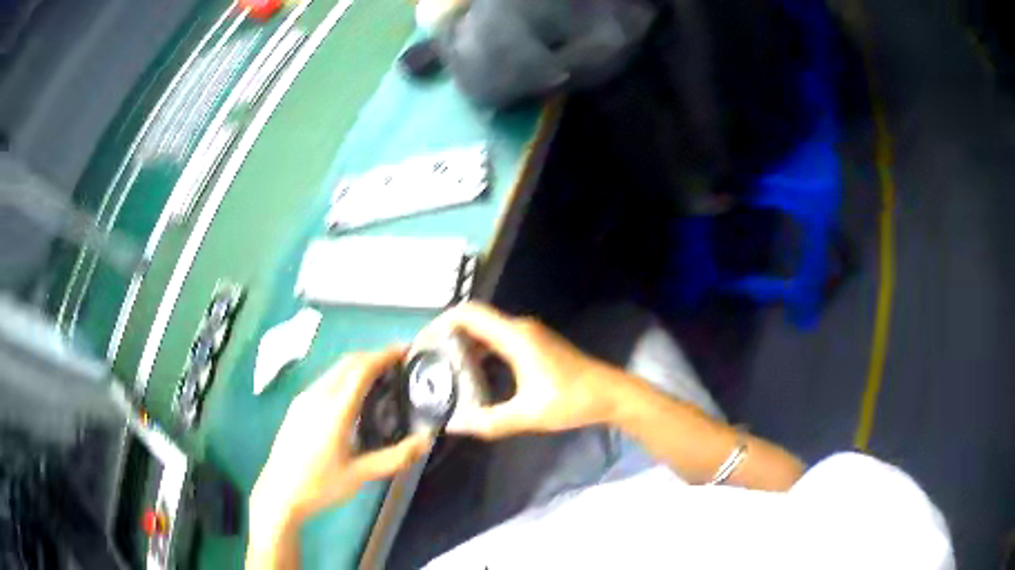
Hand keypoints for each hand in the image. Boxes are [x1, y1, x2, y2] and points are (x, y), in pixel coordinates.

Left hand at [249, 348, 430, 557]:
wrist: (279, 493)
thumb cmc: (321, 485)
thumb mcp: (361, 474)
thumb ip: (395, 457)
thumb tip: (425, 441)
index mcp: (335, 409)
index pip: (362, 368)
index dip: (385, 355)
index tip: (406, 350)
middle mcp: (318, 395)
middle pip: (348, 362)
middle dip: (374, 356)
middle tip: (399, 363)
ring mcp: (304, 398)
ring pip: (335, 369)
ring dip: (359, 365)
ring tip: (381, 377)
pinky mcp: (297, 405)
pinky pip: (326, 380)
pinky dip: (346, 376)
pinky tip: (354, 396)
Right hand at [421, 302, 627, 438]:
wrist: (611, 394)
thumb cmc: (572, 400)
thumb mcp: (528, 415)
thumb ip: (488, 422)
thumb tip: (453, 425)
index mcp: (515, 337)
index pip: (468, 314)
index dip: (440, 324)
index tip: (423, 345)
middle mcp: (520, 328)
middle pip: (474, 321)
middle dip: (447, 337)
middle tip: (428, 362)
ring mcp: (529, 335)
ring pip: (487, 331)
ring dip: (464, 345)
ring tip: (444, 370)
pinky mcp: (536, 346)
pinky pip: (499, 341)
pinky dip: (481, 353)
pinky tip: (474, 376)